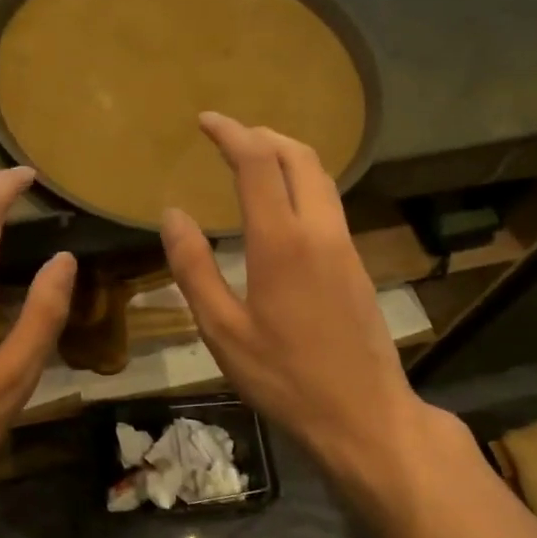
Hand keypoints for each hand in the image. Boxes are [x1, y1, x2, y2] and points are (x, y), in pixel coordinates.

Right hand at [159, 113, 429, 500]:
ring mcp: (345, 247)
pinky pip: (329, 204)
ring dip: (286, 156)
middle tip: (229, 136)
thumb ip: (194, 268)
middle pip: (299, 157)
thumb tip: (172, 215)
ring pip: (321, 178)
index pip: (257, 164)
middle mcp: (319, 231)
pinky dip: (301, 184)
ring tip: (253, 161)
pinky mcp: (357, 265)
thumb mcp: (222, 331)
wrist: (363, 415)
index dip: (231, 134)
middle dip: (263, 135)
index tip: (205, 121)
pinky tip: (281, 209)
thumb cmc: (284, 378)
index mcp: (281, 242)